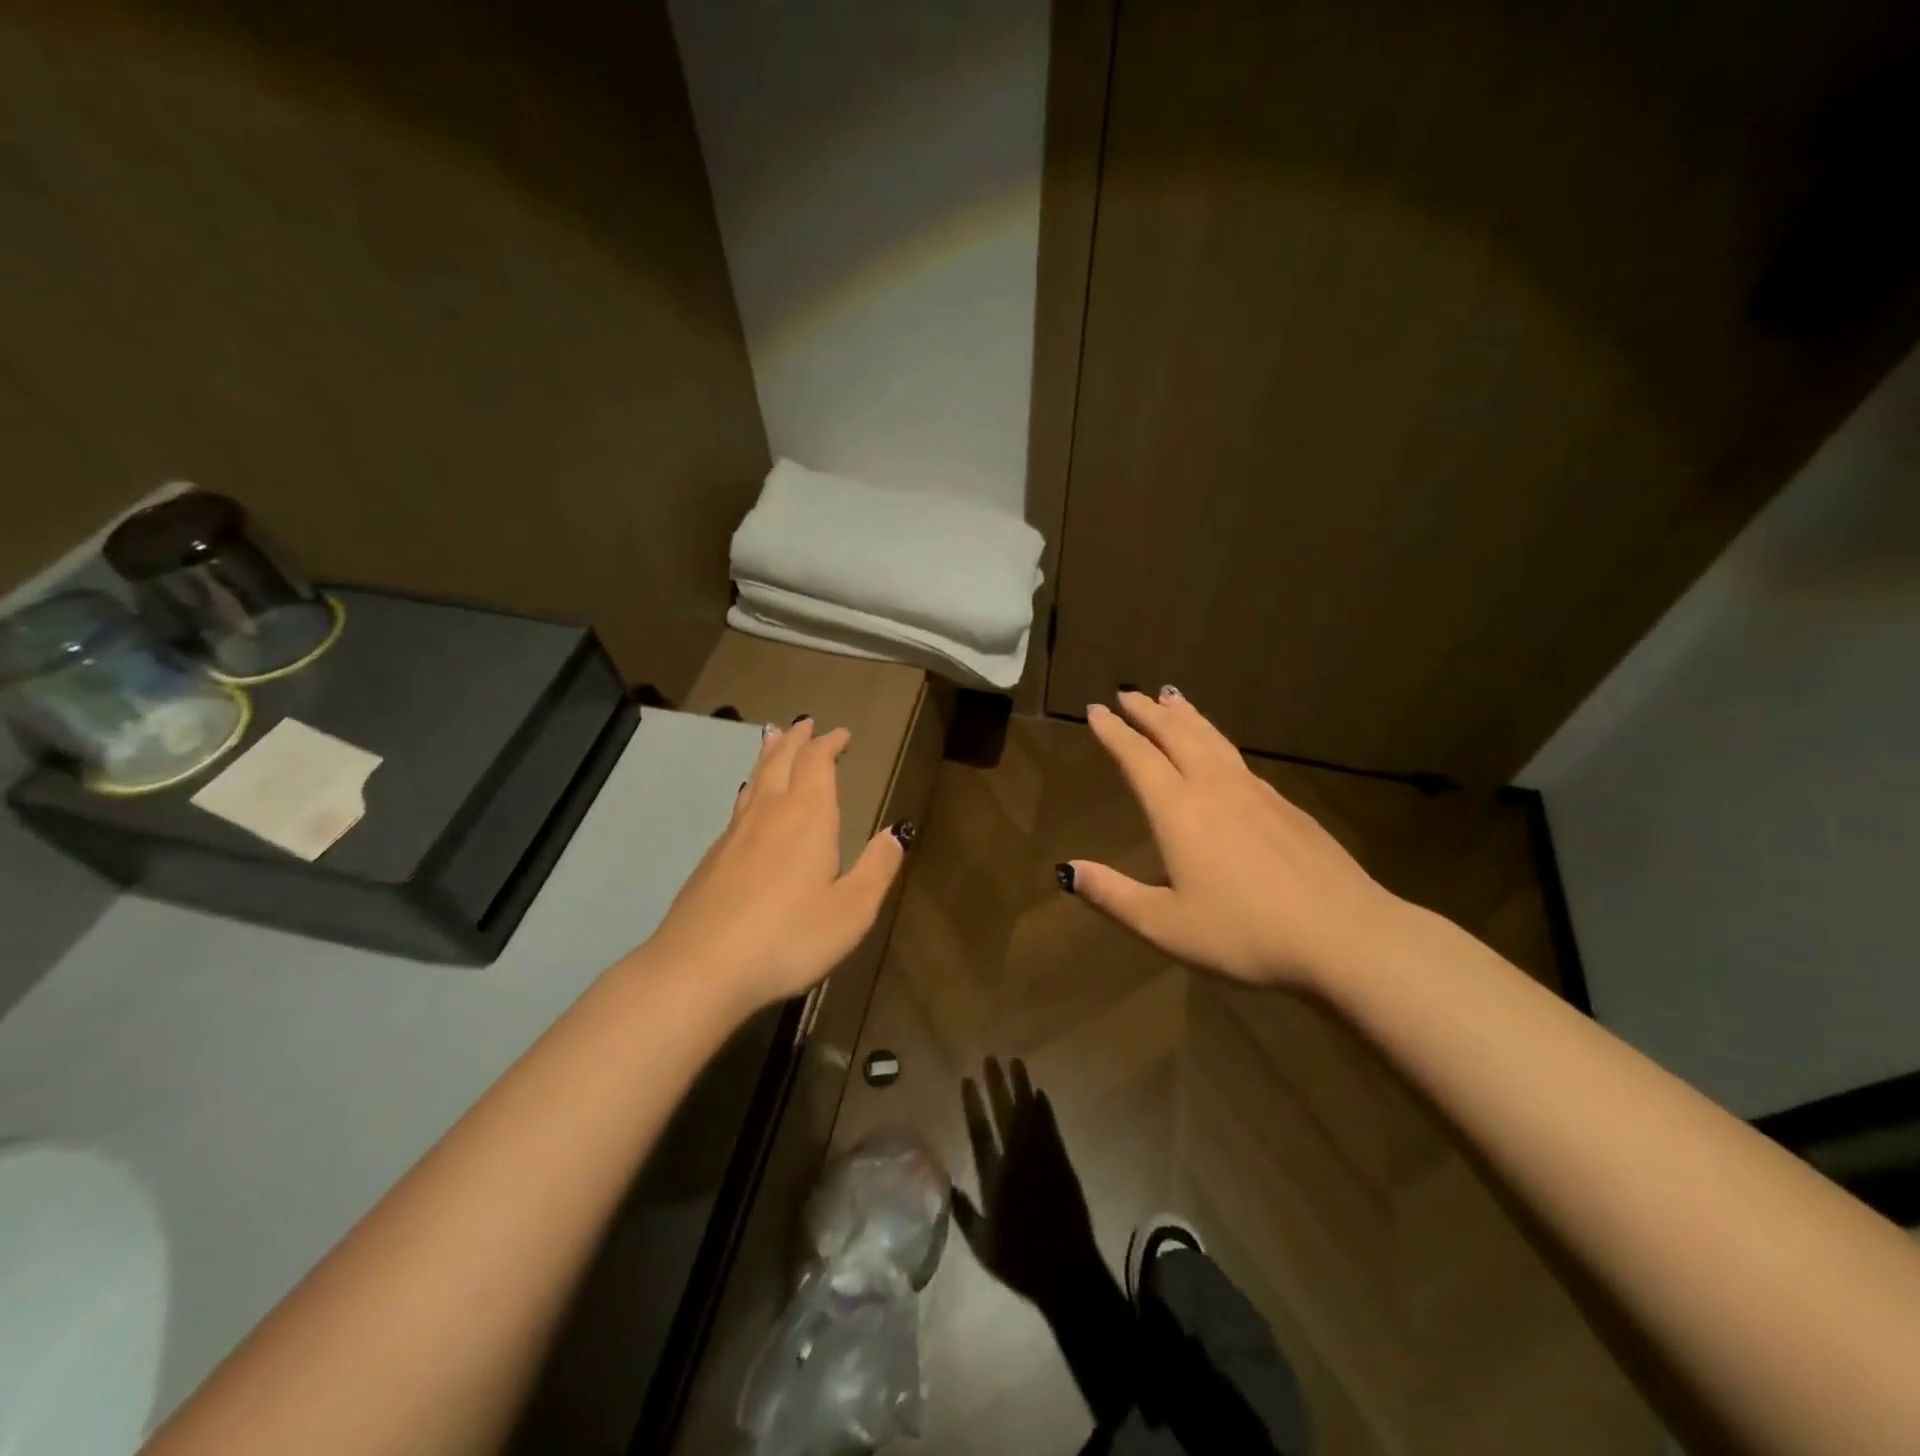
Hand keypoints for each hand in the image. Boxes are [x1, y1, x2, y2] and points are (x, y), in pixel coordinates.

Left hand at [641, 718, 908, 1013]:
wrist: (701, 967)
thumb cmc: (788, 937)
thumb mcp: (852, 910)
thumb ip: (877, 867)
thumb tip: (896, 832)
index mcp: (807, 817)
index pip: (817, 763)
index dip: (829, 744)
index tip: (841, 733)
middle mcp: (769, 813)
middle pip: (781, 761)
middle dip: (797, 740)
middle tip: (805, 723)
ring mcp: (735, 833)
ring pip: (755, 779)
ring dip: (770, 755)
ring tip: (774, 739)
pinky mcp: (713, 857)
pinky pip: (740, 804)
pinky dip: (752, 787)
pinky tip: (750, 800)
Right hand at [953, 1059, 1137, 1429]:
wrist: (1066, 1272)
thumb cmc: (1020, 1262)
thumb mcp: (982, 1245)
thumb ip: (963, 1211)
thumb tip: (944, 1183)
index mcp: (994, 1179)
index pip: (980, 1132)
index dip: (973, 1104)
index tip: (967, 1079)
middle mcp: (1017, 1161)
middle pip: (1005, 1114)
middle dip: (996, 1085)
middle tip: (990, 1059)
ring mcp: (1042, 1159)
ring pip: (1029, 1114)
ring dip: (1021, 1087)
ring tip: (1015, 1062)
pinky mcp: (1062, 1163)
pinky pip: (1050, 1127)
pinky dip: (1044, 1108)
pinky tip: (1039, 1093)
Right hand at [1065, 688, 1401, 989]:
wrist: (1344, 935)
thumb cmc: (1244, 933)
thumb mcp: (1165, 925)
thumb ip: (1112, 895)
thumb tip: (1066, 870)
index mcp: (1179, 811)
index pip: (1138, 758)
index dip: (1114, 732)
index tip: (1096, 709)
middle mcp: (1215, 789)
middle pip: (1177, 735)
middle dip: (1149, 712)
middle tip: (1129, 693)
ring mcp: (1256, 793)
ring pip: (1212, 739)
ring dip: (1186, 716)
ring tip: (1171, 697)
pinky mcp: (1287, 807)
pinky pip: (1238, 758)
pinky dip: (1216, 739)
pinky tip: (1221, 752)